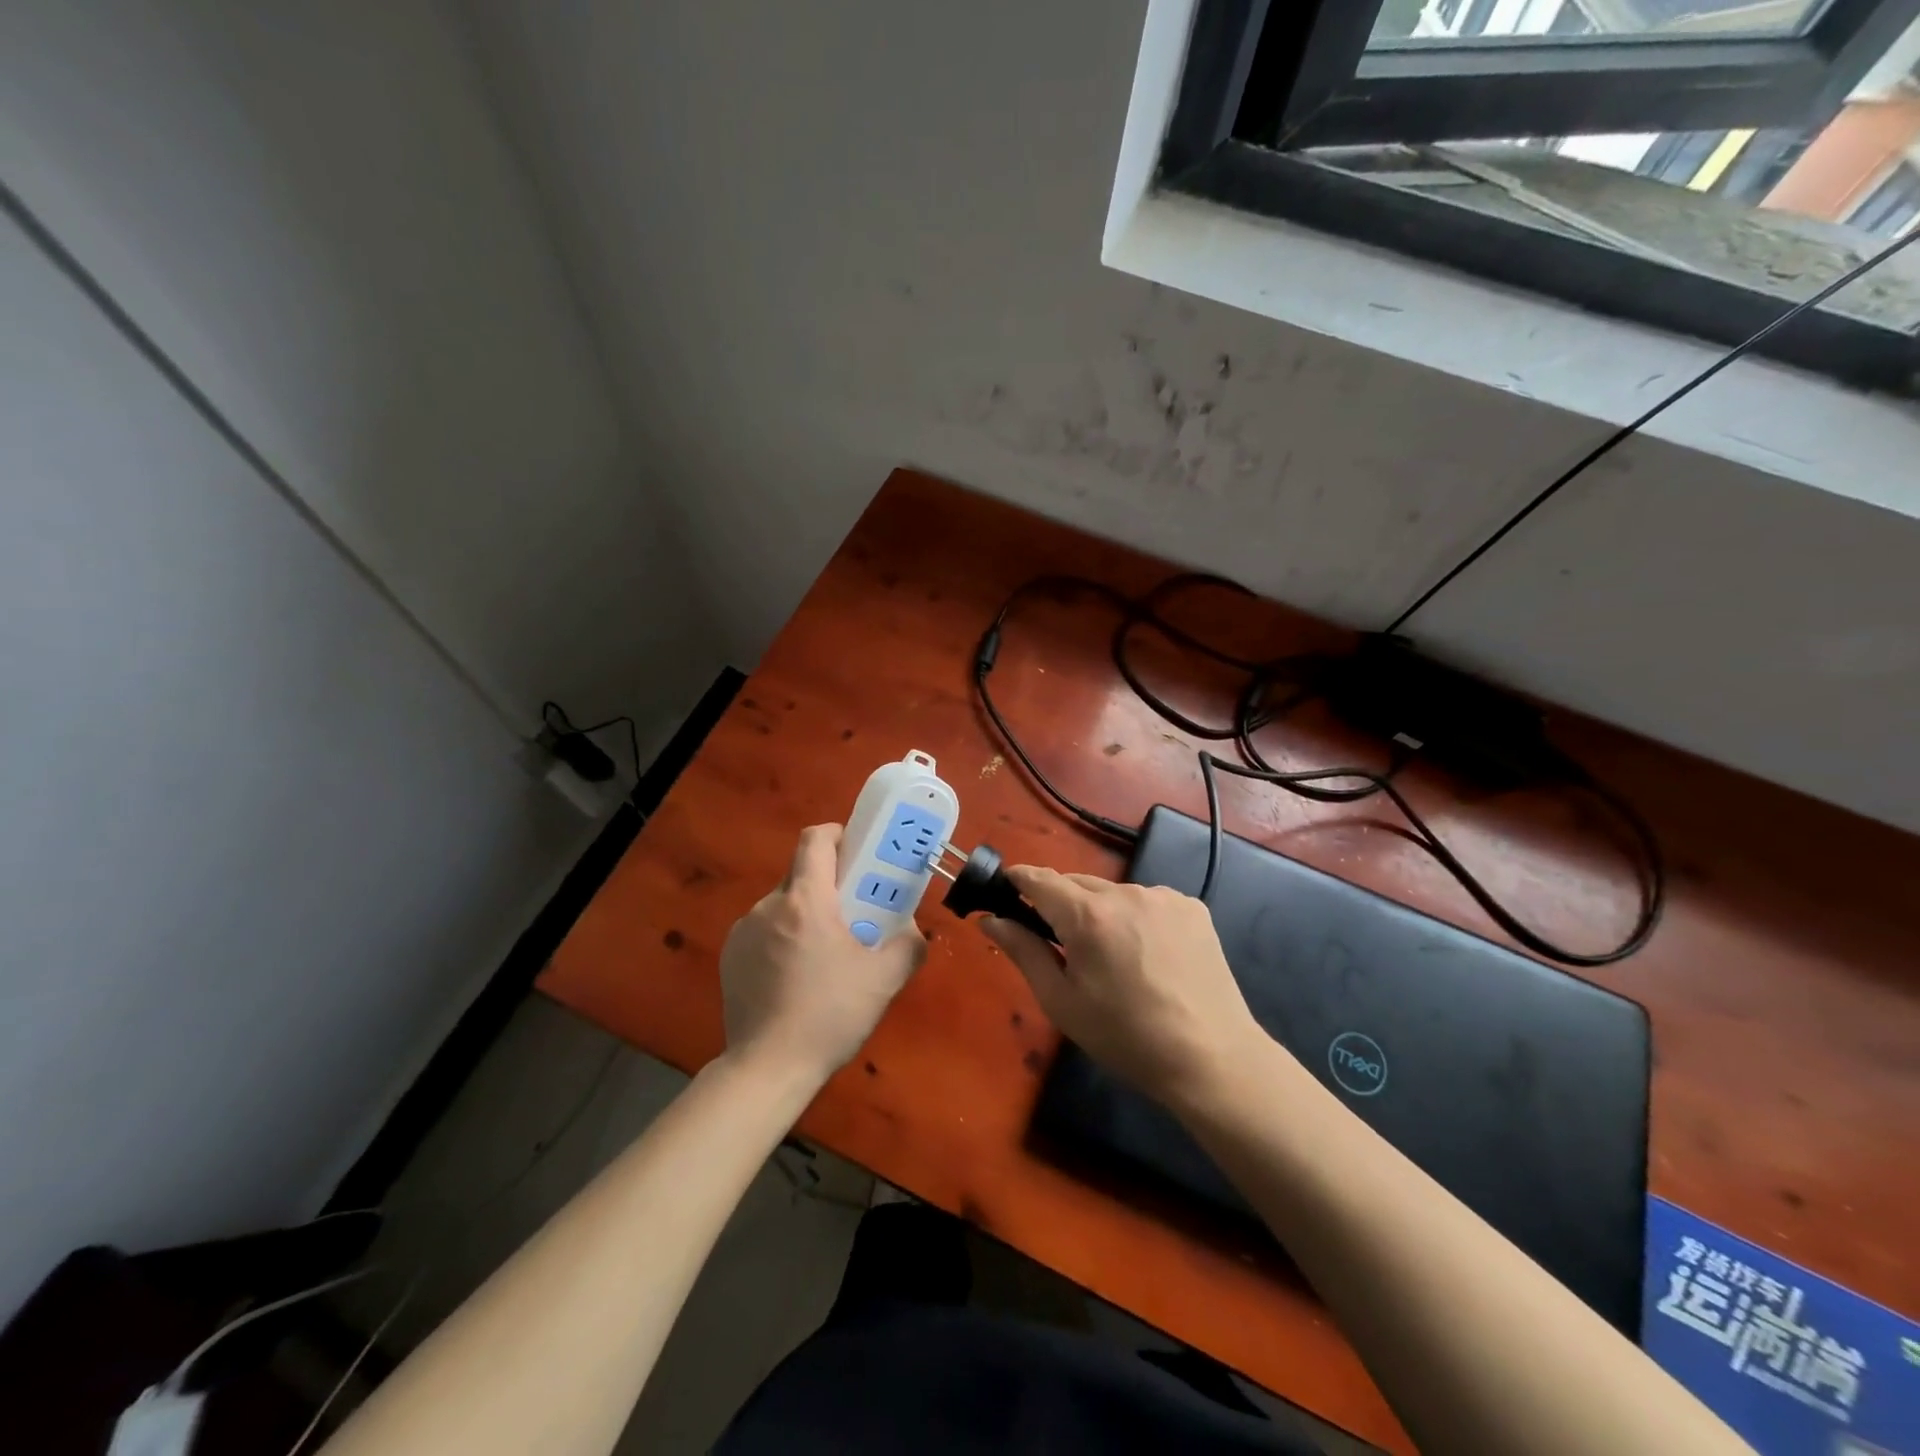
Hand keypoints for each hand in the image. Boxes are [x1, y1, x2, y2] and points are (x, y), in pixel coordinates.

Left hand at [718, 824, 927, 1088]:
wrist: (768, 1068)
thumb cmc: (830, 1016)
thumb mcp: (884, 981)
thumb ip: (909, 946)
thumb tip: (913, 930)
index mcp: (806, 900)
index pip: (815, 839)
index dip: (838, 834)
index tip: (857, 851)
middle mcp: (769, 905)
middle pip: (800, 873)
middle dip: (828, 882)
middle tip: (853, 910)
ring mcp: (744, 931)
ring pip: (782, 904)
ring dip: (804, 913)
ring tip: (824, 952)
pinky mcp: (730, 956)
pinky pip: (763, 930)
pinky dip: (782, 938)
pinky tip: (794, 976)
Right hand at [981, 868, 1264, 1109]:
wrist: (1211, 1060)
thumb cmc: (1125, 1038)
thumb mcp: (1061, 1002)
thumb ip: (1023, 951)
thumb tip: (990, 919)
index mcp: (1087, 915)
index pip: (1039, 878)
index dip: (1018, 881)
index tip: (1006, 893)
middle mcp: (1125, 892)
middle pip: (1076, 883)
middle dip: (1060, 904)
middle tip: (1062, 946)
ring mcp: (1163, 896)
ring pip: (1113, 892)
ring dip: (1101, 912)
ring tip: (1113, 958)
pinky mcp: (1192, 907)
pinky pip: (1147, 901)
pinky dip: (1136, 918)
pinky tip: (1149, 955)